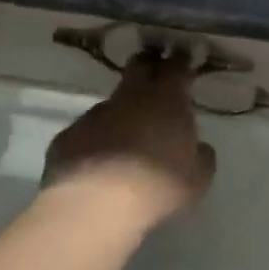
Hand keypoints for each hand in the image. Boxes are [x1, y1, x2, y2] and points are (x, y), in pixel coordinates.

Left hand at [42, 49, 216, 225]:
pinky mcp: (66, 138)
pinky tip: (96, 164)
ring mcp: (94, 115)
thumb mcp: (197, 178)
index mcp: (167, 98)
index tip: (185, 62)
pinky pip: (85, 133)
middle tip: (155, 77)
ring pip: (111, 103)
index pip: (176, 66)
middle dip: (148, 66)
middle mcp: (130, 97)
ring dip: (120, 113)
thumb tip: (200, 148)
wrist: (93, 207)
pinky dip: (94, 141)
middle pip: (138, 66)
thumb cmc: (157, 186)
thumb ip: (202, 156)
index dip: (181, 63)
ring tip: (125, 137)